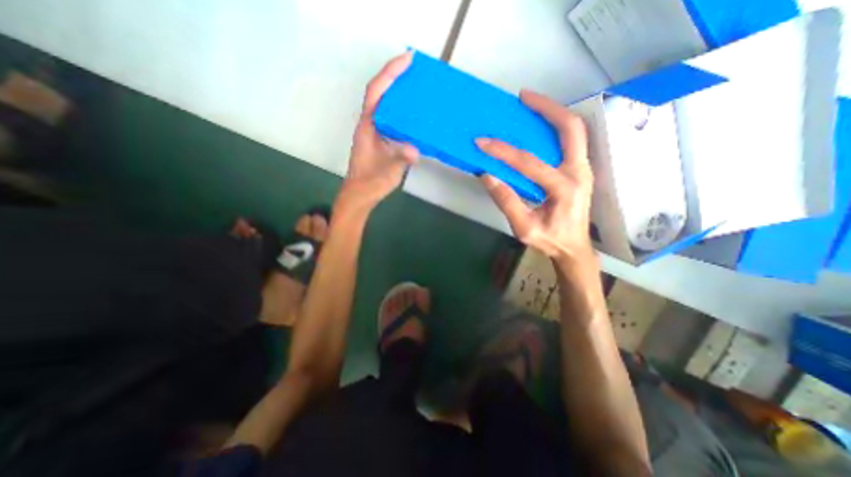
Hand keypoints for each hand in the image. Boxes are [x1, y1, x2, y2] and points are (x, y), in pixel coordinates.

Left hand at [337, 52, 421, 213]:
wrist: (360, 194)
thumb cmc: (370, 182)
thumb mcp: (388, 170)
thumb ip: (400, 158)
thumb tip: (416, 150)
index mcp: (368, 126)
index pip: (376, 92)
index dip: (390, 73)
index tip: (408, 59)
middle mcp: (370, 124)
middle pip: (380, 92)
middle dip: (395, 76)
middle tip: (416, 69)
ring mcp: (375, 132)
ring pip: (385, 105)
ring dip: (399, 93)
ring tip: (417, 87)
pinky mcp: (380, 140)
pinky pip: (392, 119)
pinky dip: (402, 111)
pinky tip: (414, 115)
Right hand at [475, 89, 592, 264]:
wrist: (575, 247)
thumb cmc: (550, 240)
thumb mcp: (524, 228)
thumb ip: (507, 202)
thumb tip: (487, 176)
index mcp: (564, 189)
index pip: (529, 163)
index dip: (503, 152)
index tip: (482, 142)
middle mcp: (579, 172)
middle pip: (570, 128)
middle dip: (547, 108)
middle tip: (522, 97)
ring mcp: (583, 168)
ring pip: (574, 130)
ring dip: (553, 113)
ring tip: (529, 103)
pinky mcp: (580, 169)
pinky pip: (570, 140)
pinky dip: (555, 127)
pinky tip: (538, 125)